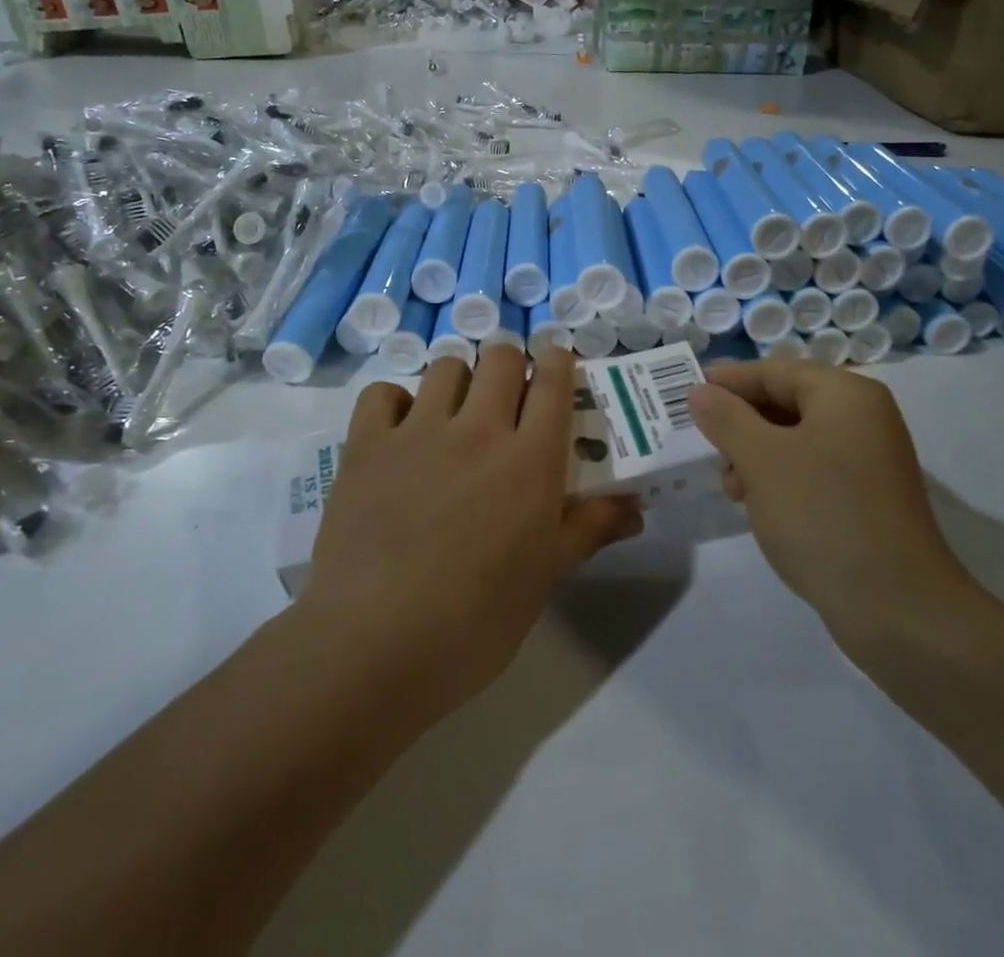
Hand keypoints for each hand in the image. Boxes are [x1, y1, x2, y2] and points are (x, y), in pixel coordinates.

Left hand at [298, 346, 641, 722]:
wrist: (374, 646)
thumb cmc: (476, 621)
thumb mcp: (545, 576)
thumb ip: (589, 529)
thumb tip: (636, 507)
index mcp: (530, 459)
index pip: (552, 379)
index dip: (557, 362)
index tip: (555, 370)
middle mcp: (478, 429)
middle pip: (500, 358)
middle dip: (510, 367)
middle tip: (505, 402)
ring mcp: (418, 431)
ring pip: (446, 366)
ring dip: (458, 382)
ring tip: (454, 417)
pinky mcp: (367, 444)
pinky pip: (383, 393)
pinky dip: (395, 403)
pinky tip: (399, 433)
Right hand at [687, 361, 976, 650]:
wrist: (899, 610)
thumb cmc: (822, 515)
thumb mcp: (762, 460)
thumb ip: (726, 418)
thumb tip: (701, 392)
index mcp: (845, 394)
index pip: (774, 370)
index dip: (728, 381)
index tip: (686, 395)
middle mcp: (863, 417)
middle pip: (787, 401)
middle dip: (740, 421)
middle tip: (703, 444)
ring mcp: (869, 459)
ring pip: (796, 438)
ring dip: (755, 453)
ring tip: (729, 485)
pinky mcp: (867, 497)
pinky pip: (812, 469)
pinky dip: (780, 477)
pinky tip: (756, 504)